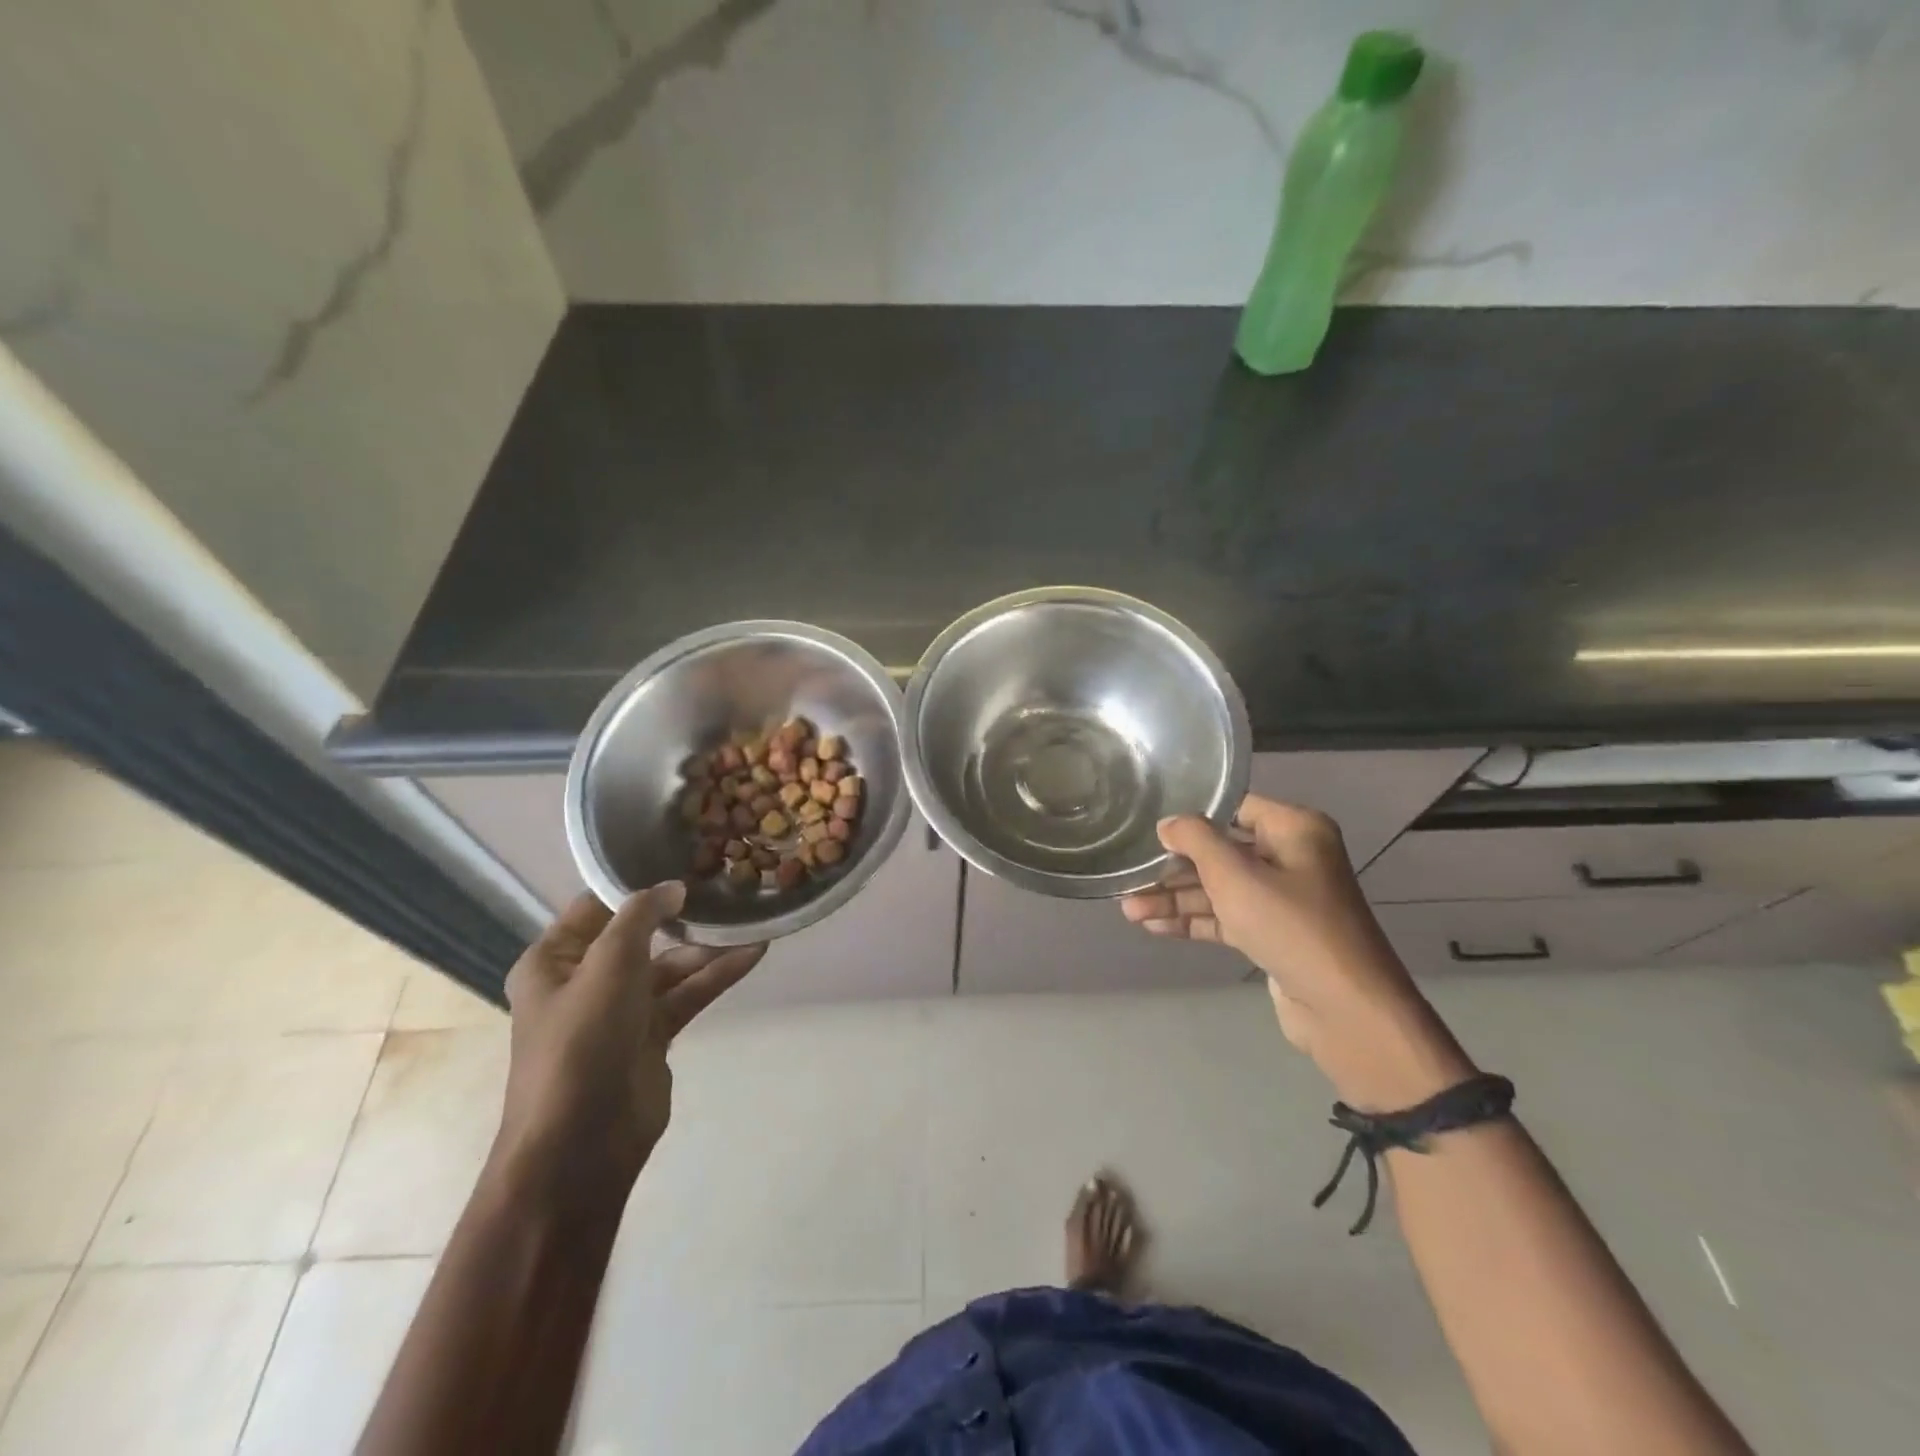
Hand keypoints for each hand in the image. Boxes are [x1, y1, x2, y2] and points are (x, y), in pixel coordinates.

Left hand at [494, 883, 763, 1203]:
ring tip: (752, 923)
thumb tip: (673, 887)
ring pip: (670, 966)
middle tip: (728, 888)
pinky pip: (687, 994)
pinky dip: (716, 976)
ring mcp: (621, 1009)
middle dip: (683, 915)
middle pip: (641, 935)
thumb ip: (641, 917)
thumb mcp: (608, 965)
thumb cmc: (581, 1043)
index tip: (683, 858)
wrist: (580, 1144)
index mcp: (554, 960)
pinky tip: (753, 955)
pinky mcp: (651, 1035)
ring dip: (708, 948)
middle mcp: (585, 980)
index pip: (597, 906)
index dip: (637, 884)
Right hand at [1120, 797, 1471, 1106]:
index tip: (1147, 824)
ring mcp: (1282, 898)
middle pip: (1220, 851)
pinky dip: (1193, 921)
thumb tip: (1168, 823)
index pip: (1233, 808)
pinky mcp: (1272, 934)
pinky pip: (1226, 917)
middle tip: (1130, 876)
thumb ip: (1196, 841)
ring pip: (1219, 888)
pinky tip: (1153, 927)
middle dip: (1174, 867)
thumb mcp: (1236, 876)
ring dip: (1176, 899)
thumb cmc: (1291, 926)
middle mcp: (1290, 857)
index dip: (1190, 815)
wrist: (1346, 1011)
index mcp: (1294, 829)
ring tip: (1128, 909)